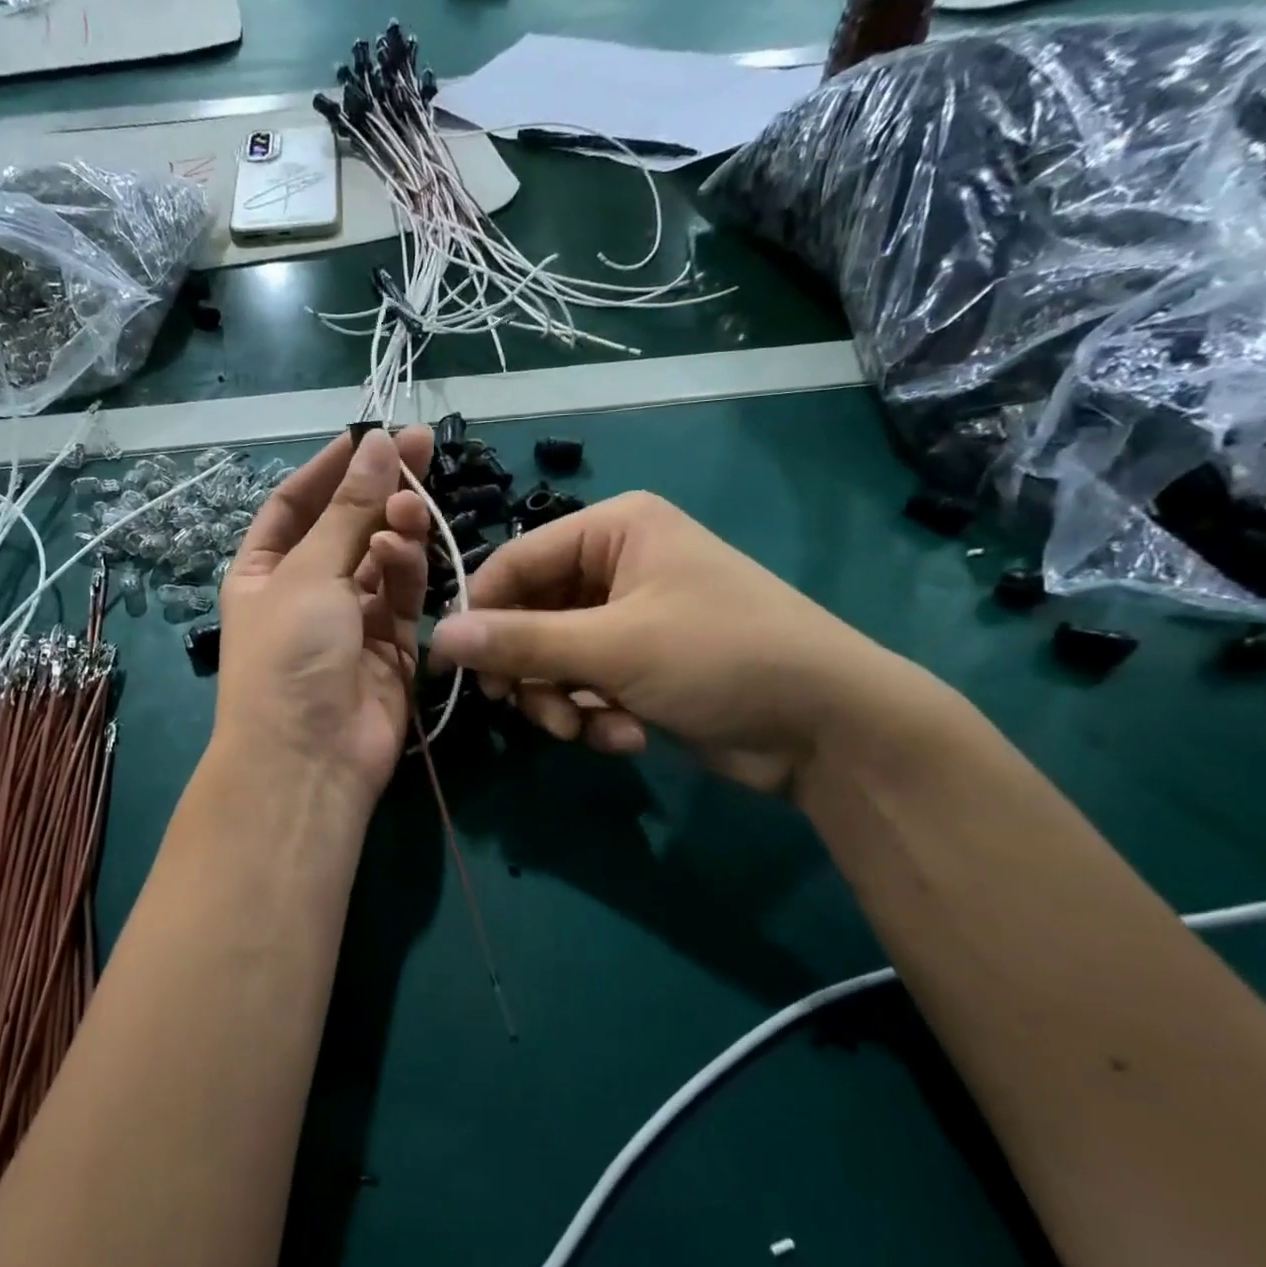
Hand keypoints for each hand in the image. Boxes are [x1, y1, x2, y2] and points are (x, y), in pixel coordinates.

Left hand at [212, 426, 434, 803]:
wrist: (310, 758)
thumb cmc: (289, 655)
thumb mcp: (309, 574)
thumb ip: (350, 510)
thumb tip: (379, 443)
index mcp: (265, 570)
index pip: (297, 503)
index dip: (331, 467)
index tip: (371, 434)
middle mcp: (307, 591)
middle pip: (348, 526)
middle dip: (380, 489)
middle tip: (421, 447)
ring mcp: (352, 620)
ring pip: (382, 559)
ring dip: (395, 529)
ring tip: (410, 506)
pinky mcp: (392, 646)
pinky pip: (403, 596)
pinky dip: (407, 572)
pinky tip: (404, 552)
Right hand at [429, 491, 922, 795]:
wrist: (828, 727)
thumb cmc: (720, 658)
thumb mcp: (612, 648)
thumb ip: (521, 643)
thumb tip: (436, 638)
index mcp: (614, 530)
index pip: (515, 562)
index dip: (480, 615)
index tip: (454, 669)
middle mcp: (618, 564)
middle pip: (531, 615)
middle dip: (531, 672)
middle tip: (525, 710)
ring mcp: (630, 616)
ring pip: (555, 658)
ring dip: (562, 701)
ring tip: (587, 729)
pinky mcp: (641, 663)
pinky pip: (587, 684)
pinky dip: (595, 714)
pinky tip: (626, 737)